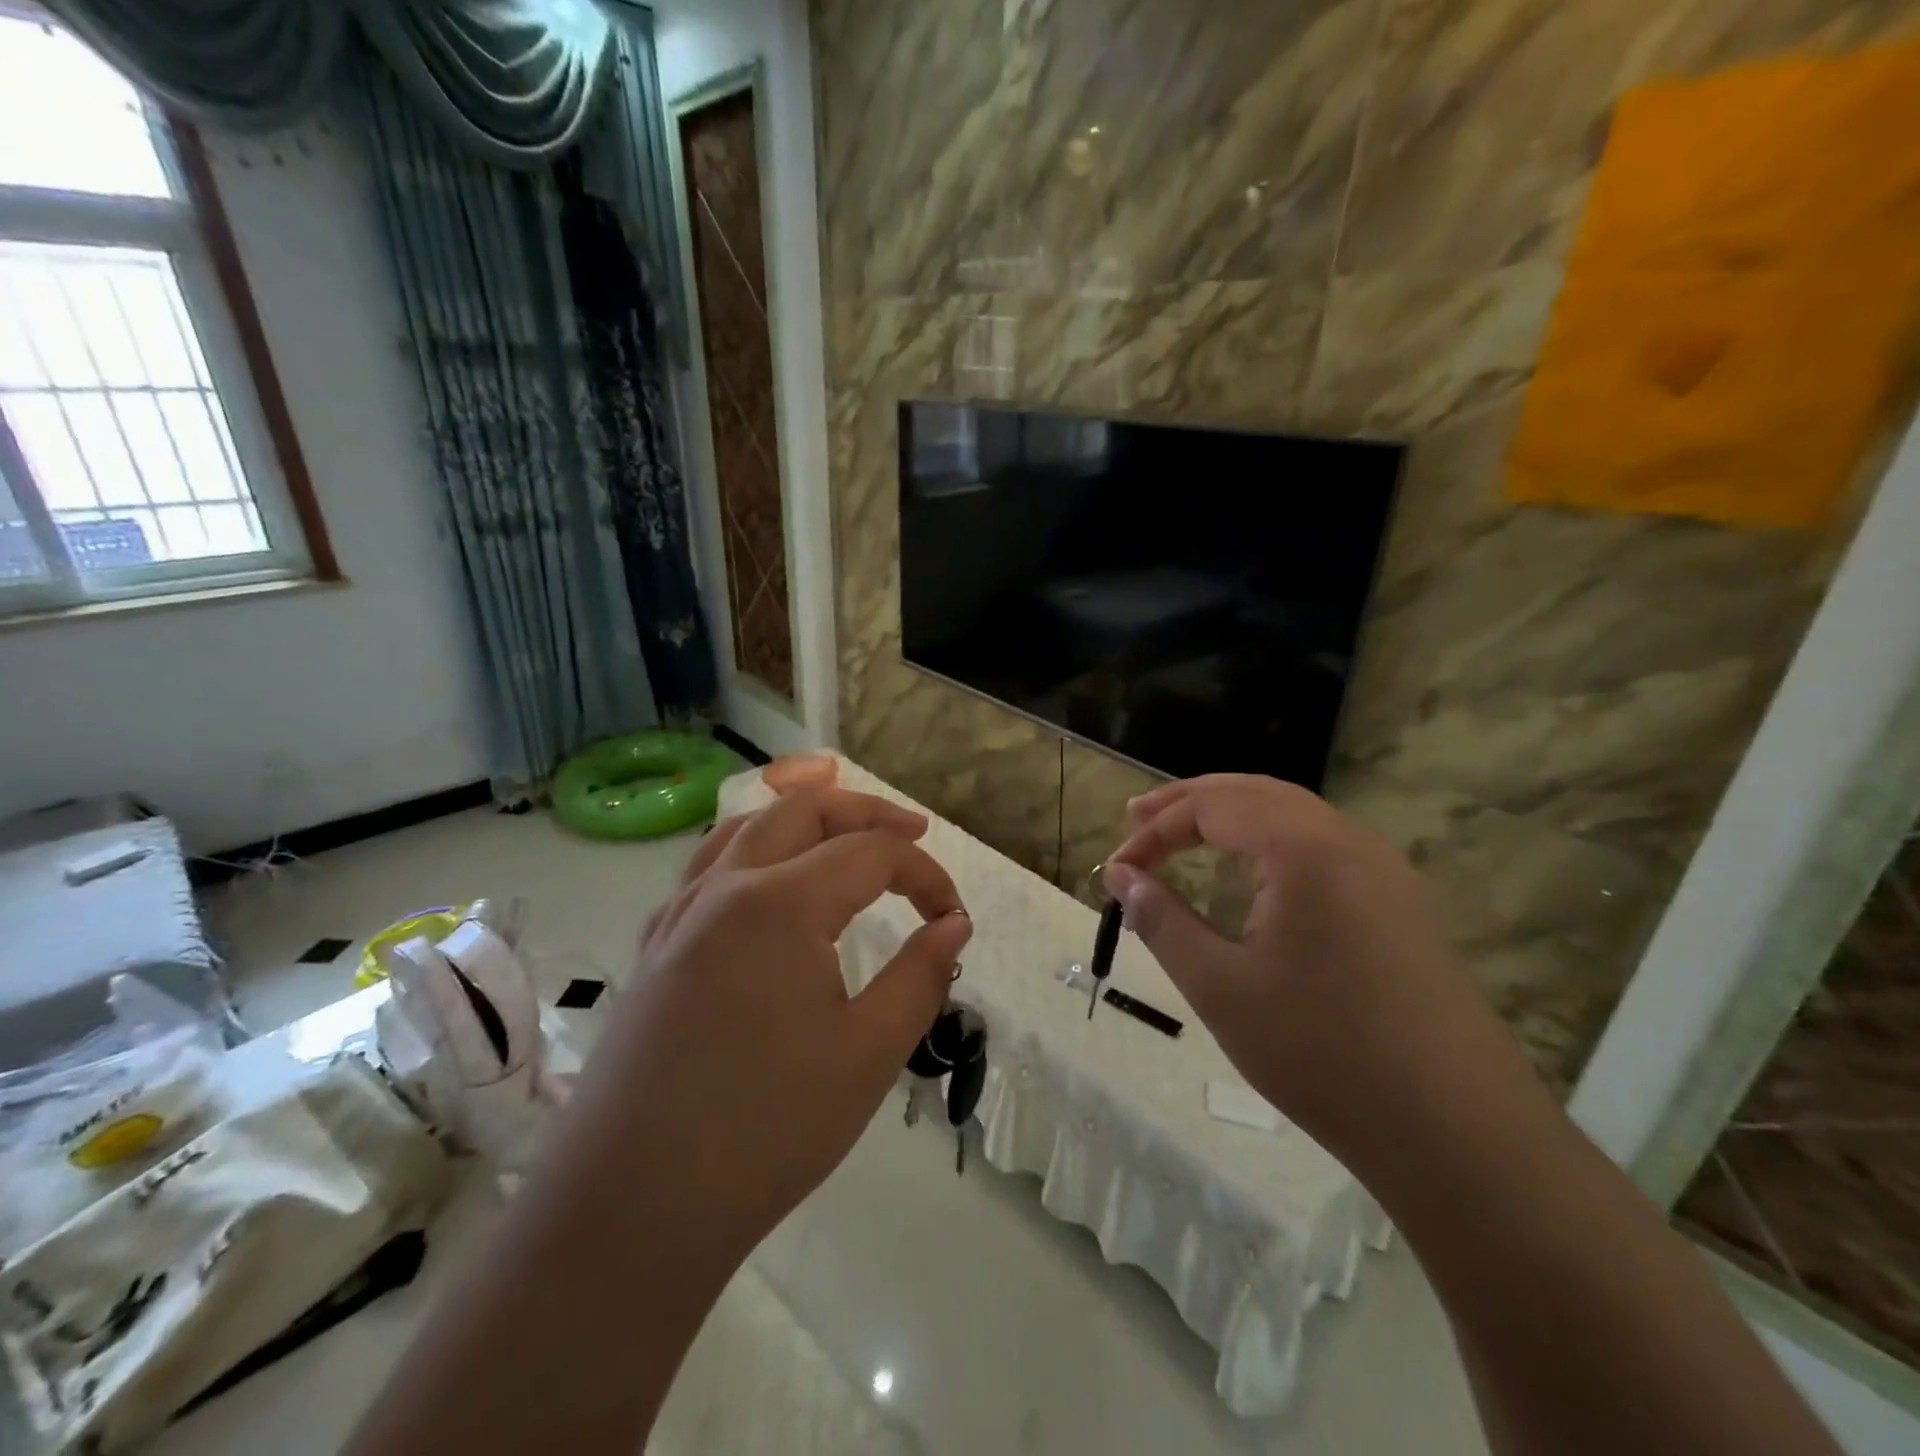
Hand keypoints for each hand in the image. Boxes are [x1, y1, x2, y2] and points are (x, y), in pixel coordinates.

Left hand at [599, 788, 971, 1259]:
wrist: (630, 1209)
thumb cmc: (766, 1130)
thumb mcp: (869, 1053)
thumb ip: (920, 975)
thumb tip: (953, 925)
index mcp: (781, 903)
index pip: (870, 854)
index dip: (924, 875)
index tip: (953, 917)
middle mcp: (725, 889)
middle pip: (801, 811)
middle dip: (864, 812)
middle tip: (912, 832)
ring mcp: (679, 915)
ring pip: (745, 828)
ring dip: (802, 817)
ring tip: (841, 830)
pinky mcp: (654, 948)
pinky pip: (707, 870)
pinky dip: (751, 850)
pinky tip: (766, 884)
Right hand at [1105, 774, 1507, 1166]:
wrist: (1459, 1134)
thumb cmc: (1321, 1053)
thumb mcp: (1220, 986)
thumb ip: (1162, 920)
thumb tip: (1121, 876)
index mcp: (1304, 849)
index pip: (1212, 808)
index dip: (1155, 831)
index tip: (1118, 870)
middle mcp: (1349, 840)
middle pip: (1254, 793)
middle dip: (1190, 802)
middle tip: (1137, 816)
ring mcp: (1384, 870)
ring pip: (1293, 813)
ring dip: (1233, 815)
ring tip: (1185, 833)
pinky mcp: (1401, 903)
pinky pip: (1323, 845)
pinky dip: (1271, 840)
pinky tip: (1253, 873)